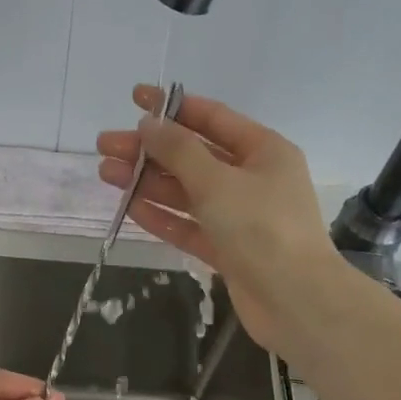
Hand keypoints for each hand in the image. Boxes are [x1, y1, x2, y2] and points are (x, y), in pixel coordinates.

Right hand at [97, 85, 339, 355]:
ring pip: (187, 192)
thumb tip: (148, 124)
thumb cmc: (261, 228)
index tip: (134, 99)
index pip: (212, 118)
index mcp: (263, 150)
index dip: (172, 107)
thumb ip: (179, 151)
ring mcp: (240, 216)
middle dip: (150, 150)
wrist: (294, 300)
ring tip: (107, 173)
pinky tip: (130, 207)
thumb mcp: (217, 181)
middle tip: (106, 146)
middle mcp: (252, 178)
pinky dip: (162, 216)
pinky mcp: (227, 249)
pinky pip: (190, 225)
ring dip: (149, 182)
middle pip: (193, 156)